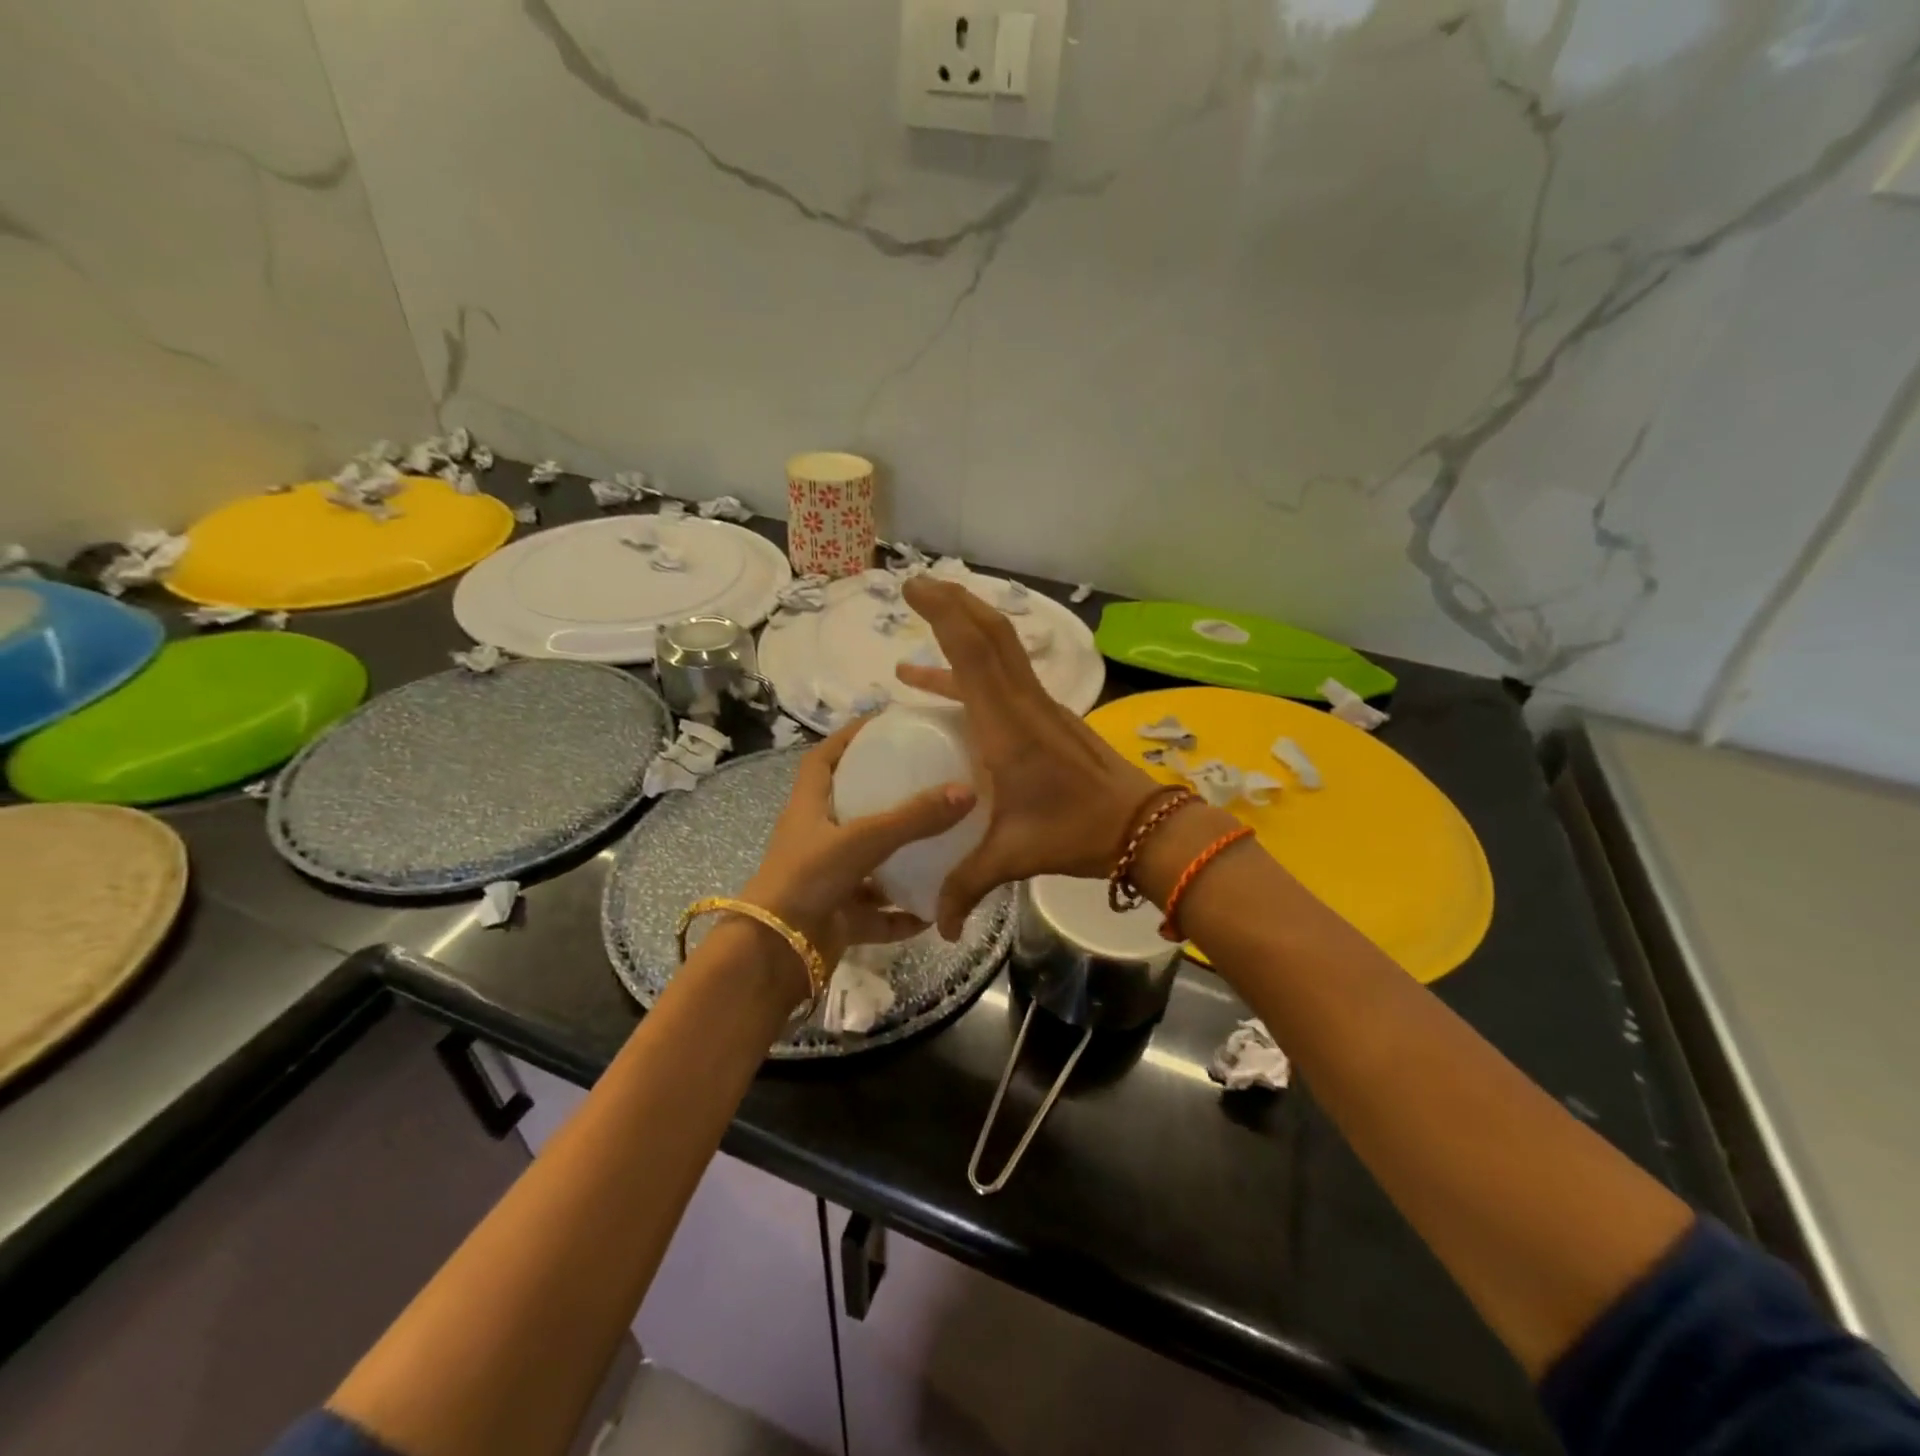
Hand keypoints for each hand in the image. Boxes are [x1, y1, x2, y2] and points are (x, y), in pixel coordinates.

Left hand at [742, 717, 976, 971]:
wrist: (776, 954)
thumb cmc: (809, 878)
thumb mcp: (863, 839)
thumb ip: (914, 818)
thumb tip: (967, 791)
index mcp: (809, 809)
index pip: (823, 760)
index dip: (848, 738)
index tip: (882, 724)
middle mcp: (816, 841)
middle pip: (850, 809)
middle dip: (883, 796)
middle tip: (925, 781)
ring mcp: (827, 881)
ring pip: (869, 864)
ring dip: (900, 860)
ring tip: (940, 845)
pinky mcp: (838, 918)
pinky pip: (878, 912)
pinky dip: (902, 914)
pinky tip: (934, 911)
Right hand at [896, 577, 1162, 938]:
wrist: (1145, 828)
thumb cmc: (1077, 834)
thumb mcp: (1013, 857)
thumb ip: (967, 886)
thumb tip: (938, 927)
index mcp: (1007, 728)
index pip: (974, 654)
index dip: (944, 614)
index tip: (915, 588)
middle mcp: (1024, 705)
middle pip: (991, 634)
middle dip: (953, 602)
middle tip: (918, 586)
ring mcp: (1041, 707)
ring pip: (1003, 648)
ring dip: (968, 626)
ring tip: (930, 617)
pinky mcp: (1051, 717)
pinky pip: (1008, 676)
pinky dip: (975, 667)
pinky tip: (947, 685)